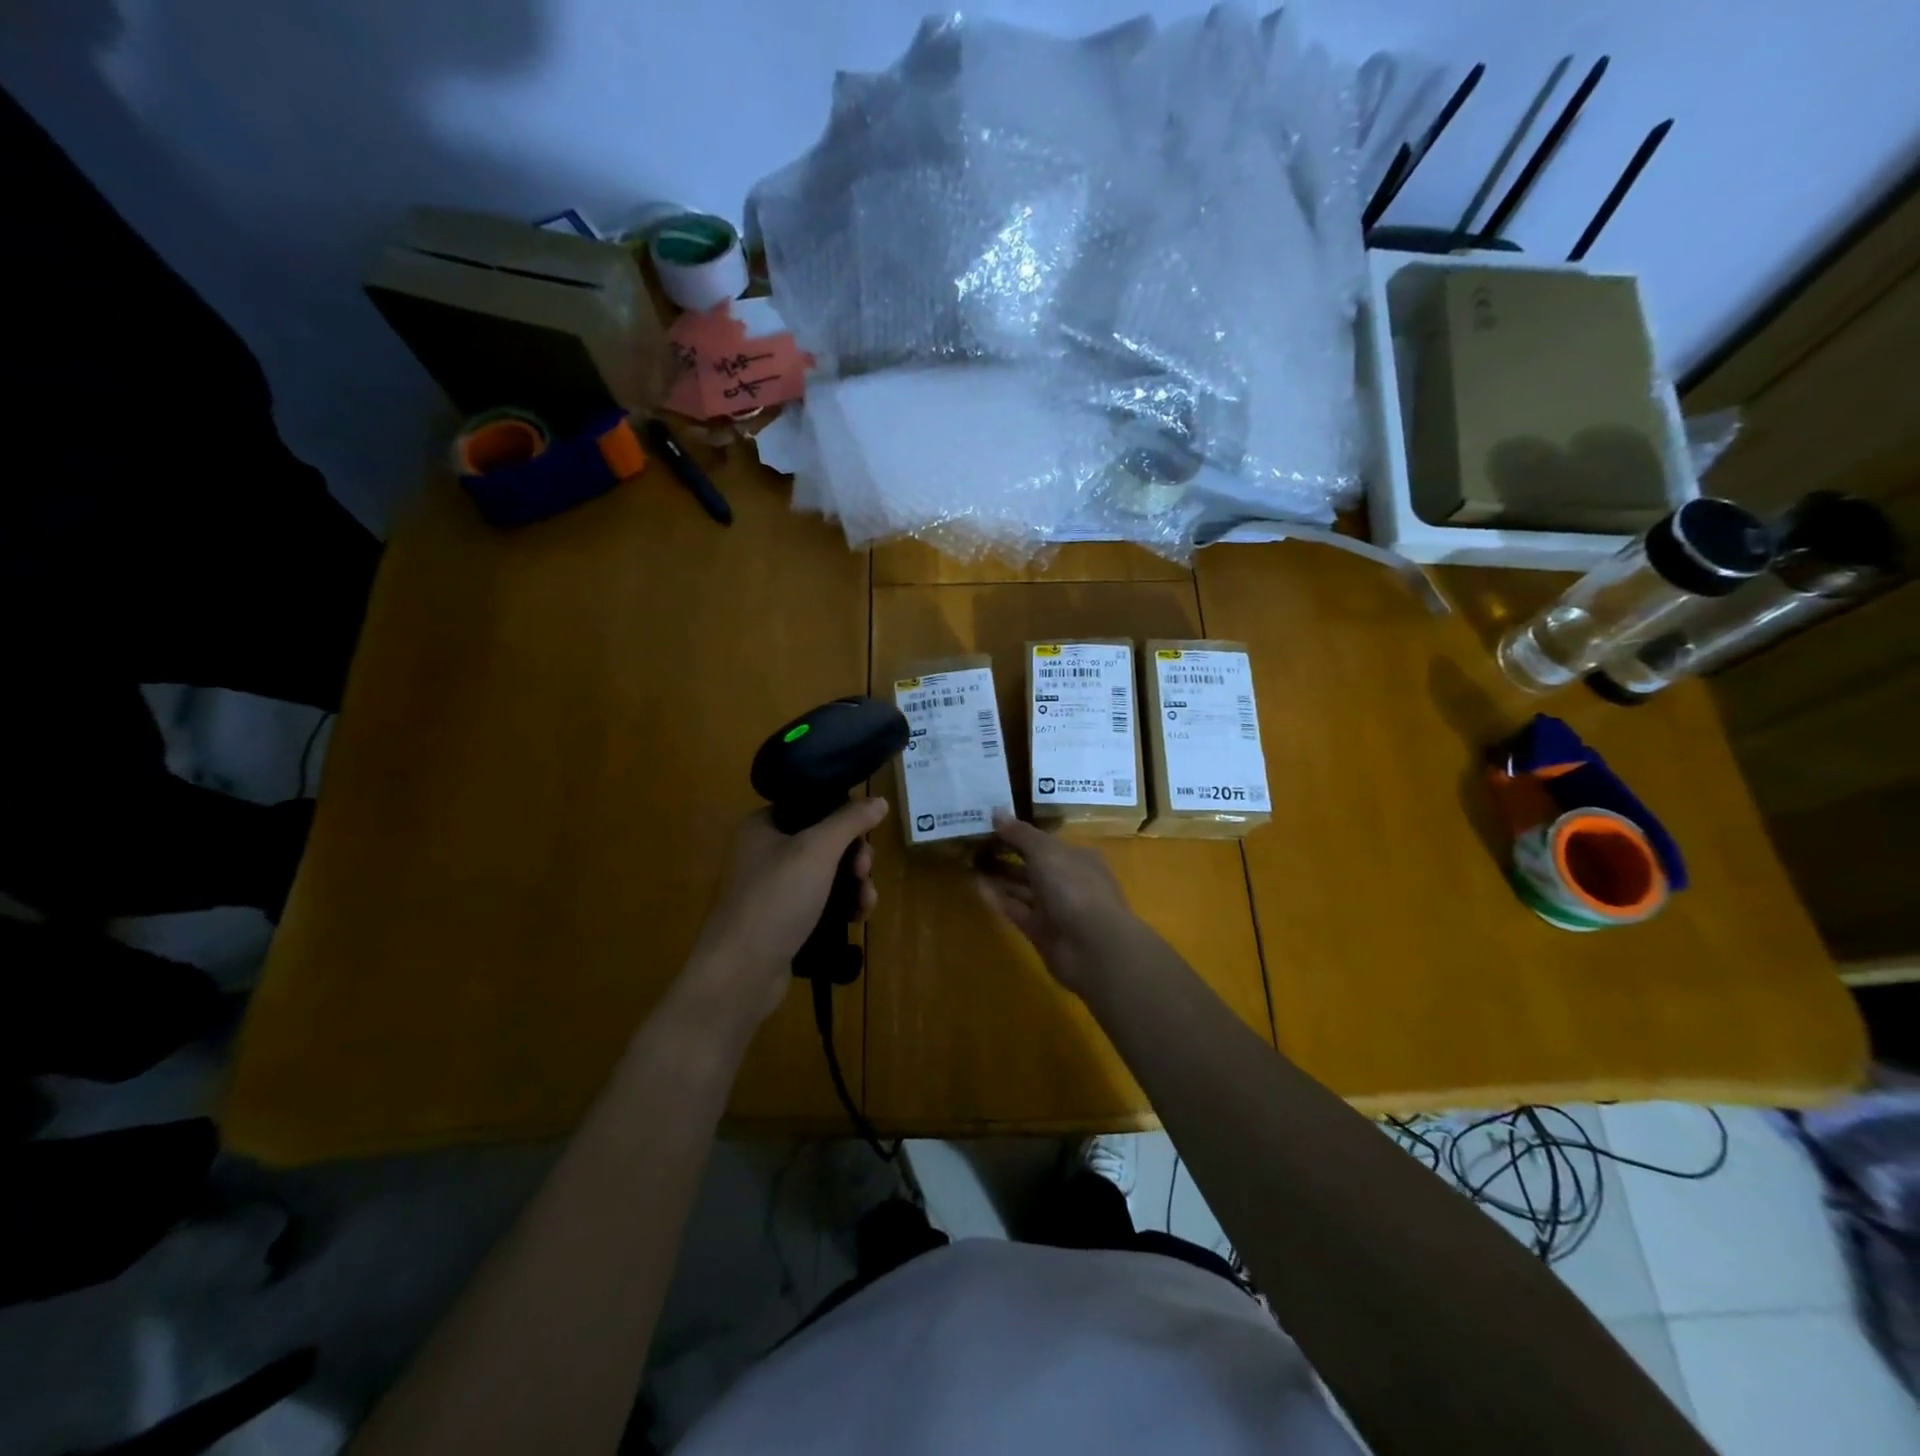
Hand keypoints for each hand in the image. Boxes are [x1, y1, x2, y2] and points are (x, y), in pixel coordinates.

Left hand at [682, 799, 888, 1030]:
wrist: (740, 973)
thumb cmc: (776, 899)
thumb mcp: (817, 850)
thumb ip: (850, 821)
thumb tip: (879, 800)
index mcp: (762, 826)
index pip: (811, 807)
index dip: (843, 817)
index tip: (866, 834)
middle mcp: (764, 853)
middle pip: (824, 842)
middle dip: (854, 857)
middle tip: (864, 871)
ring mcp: (773, 890)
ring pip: (827, 875)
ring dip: (855, 884)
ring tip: (866, 902)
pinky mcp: (783, 922)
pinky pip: (821, 904)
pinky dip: (842, 907)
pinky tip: (858, 917)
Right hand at [974, 811, 1140, 994]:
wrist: (1093, 947)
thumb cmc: (1074, 888)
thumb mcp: (1046, 852)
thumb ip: (1020, 833)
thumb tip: (996, 812)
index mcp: (1076, 856)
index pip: (1044, 841)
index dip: (1018, 832)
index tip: (989, 824)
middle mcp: (1067, 880)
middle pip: (1032, 863)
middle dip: (1006, 853)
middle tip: (973, 842)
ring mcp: (1054, 908)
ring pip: (1022, 887)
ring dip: (998, 875)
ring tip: (968, 861)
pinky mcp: (1040, 931)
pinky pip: (1015, 909)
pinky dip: (997, 898)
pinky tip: (975, 885)